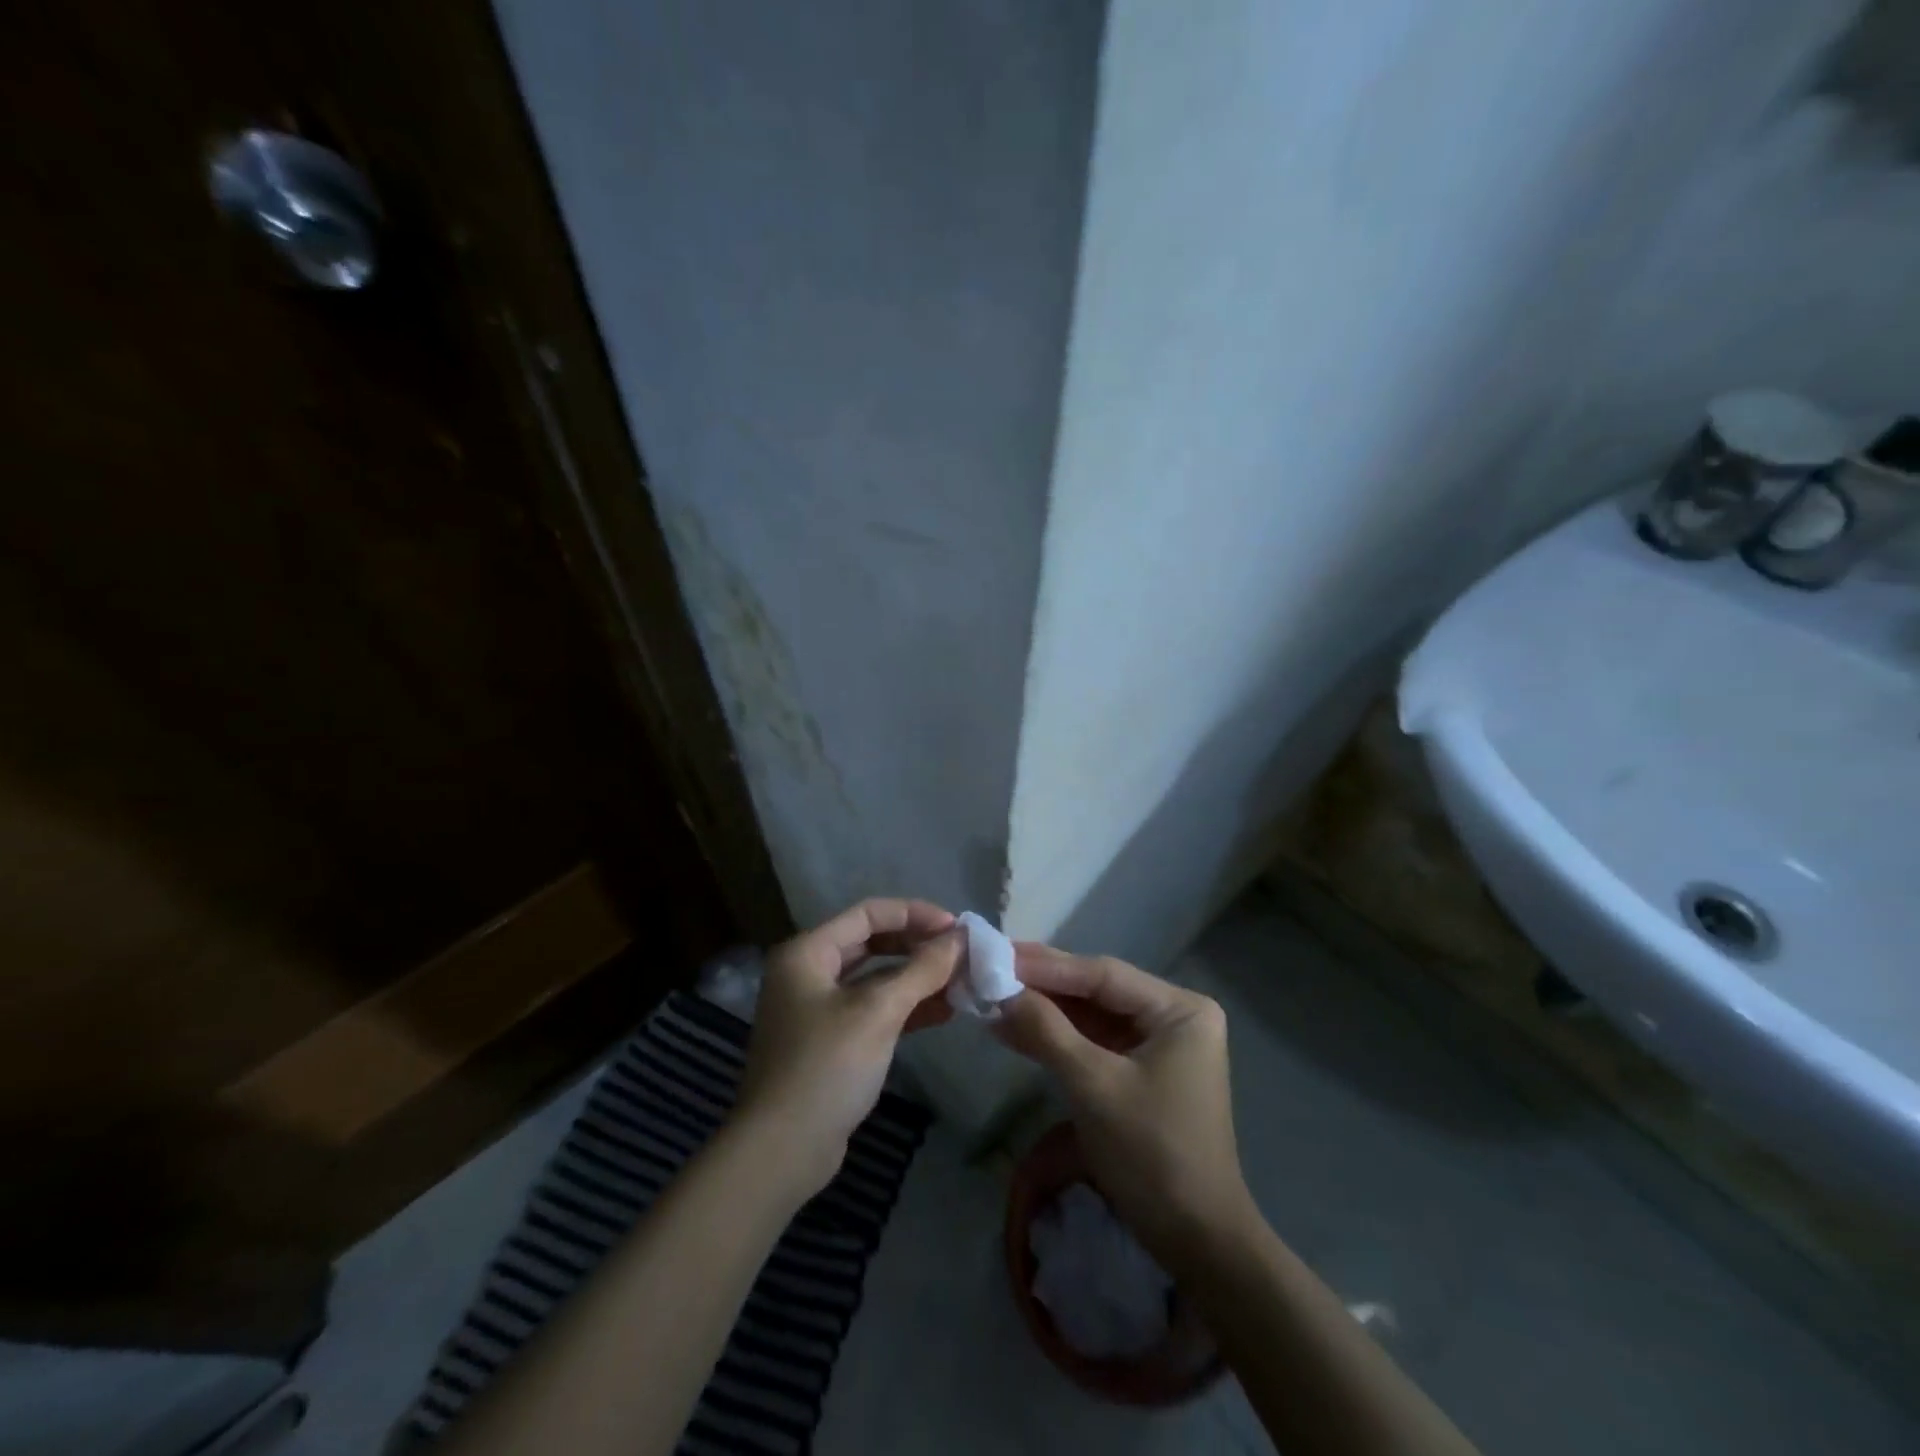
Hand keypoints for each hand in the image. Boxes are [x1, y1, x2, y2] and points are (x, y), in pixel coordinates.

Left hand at [733, 899, 959, 1196]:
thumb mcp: (878, 1012)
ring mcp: (817, 1009)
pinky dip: (904, 1007)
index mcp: (807, 952)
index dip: (914, 914)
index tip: (956, 927)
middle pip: (871, 942)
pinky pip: (872, 1010)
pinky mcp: (830, 1042)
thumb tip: (961, 938)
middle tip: (960, 954)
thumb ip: (922, 970)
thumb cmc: (826, 1067)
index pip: (868, 913)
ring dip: (916, 978)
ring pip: (875, 979)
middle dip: (917, 946)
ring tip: (960, 982)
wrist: (782, 1151)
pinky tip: (942, 1012)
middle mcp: (808, 972)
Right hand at [994, 945, 1255, 1265]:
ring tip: (991, 995)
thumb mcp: (1093, 1086)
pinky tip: (1012, 1029)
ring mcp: (1157, 1044)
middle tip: (991, 969)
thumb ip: (1047, 1031)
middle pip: (1096, 991)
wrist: (1195, 1243)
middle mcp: (1172, 1016)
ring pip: (1090, 1016)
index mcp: (1179, 1009)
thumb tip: (1001, 991)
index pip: (1103, 975)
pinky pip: (1092, 1043)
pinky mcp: (1139, 1071)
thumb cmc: (1152, 1154)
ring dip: (1043, 1012)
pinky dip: (1055, 1039)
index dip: (1048, 965)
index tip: (999, 954)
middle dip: (1042, 986)